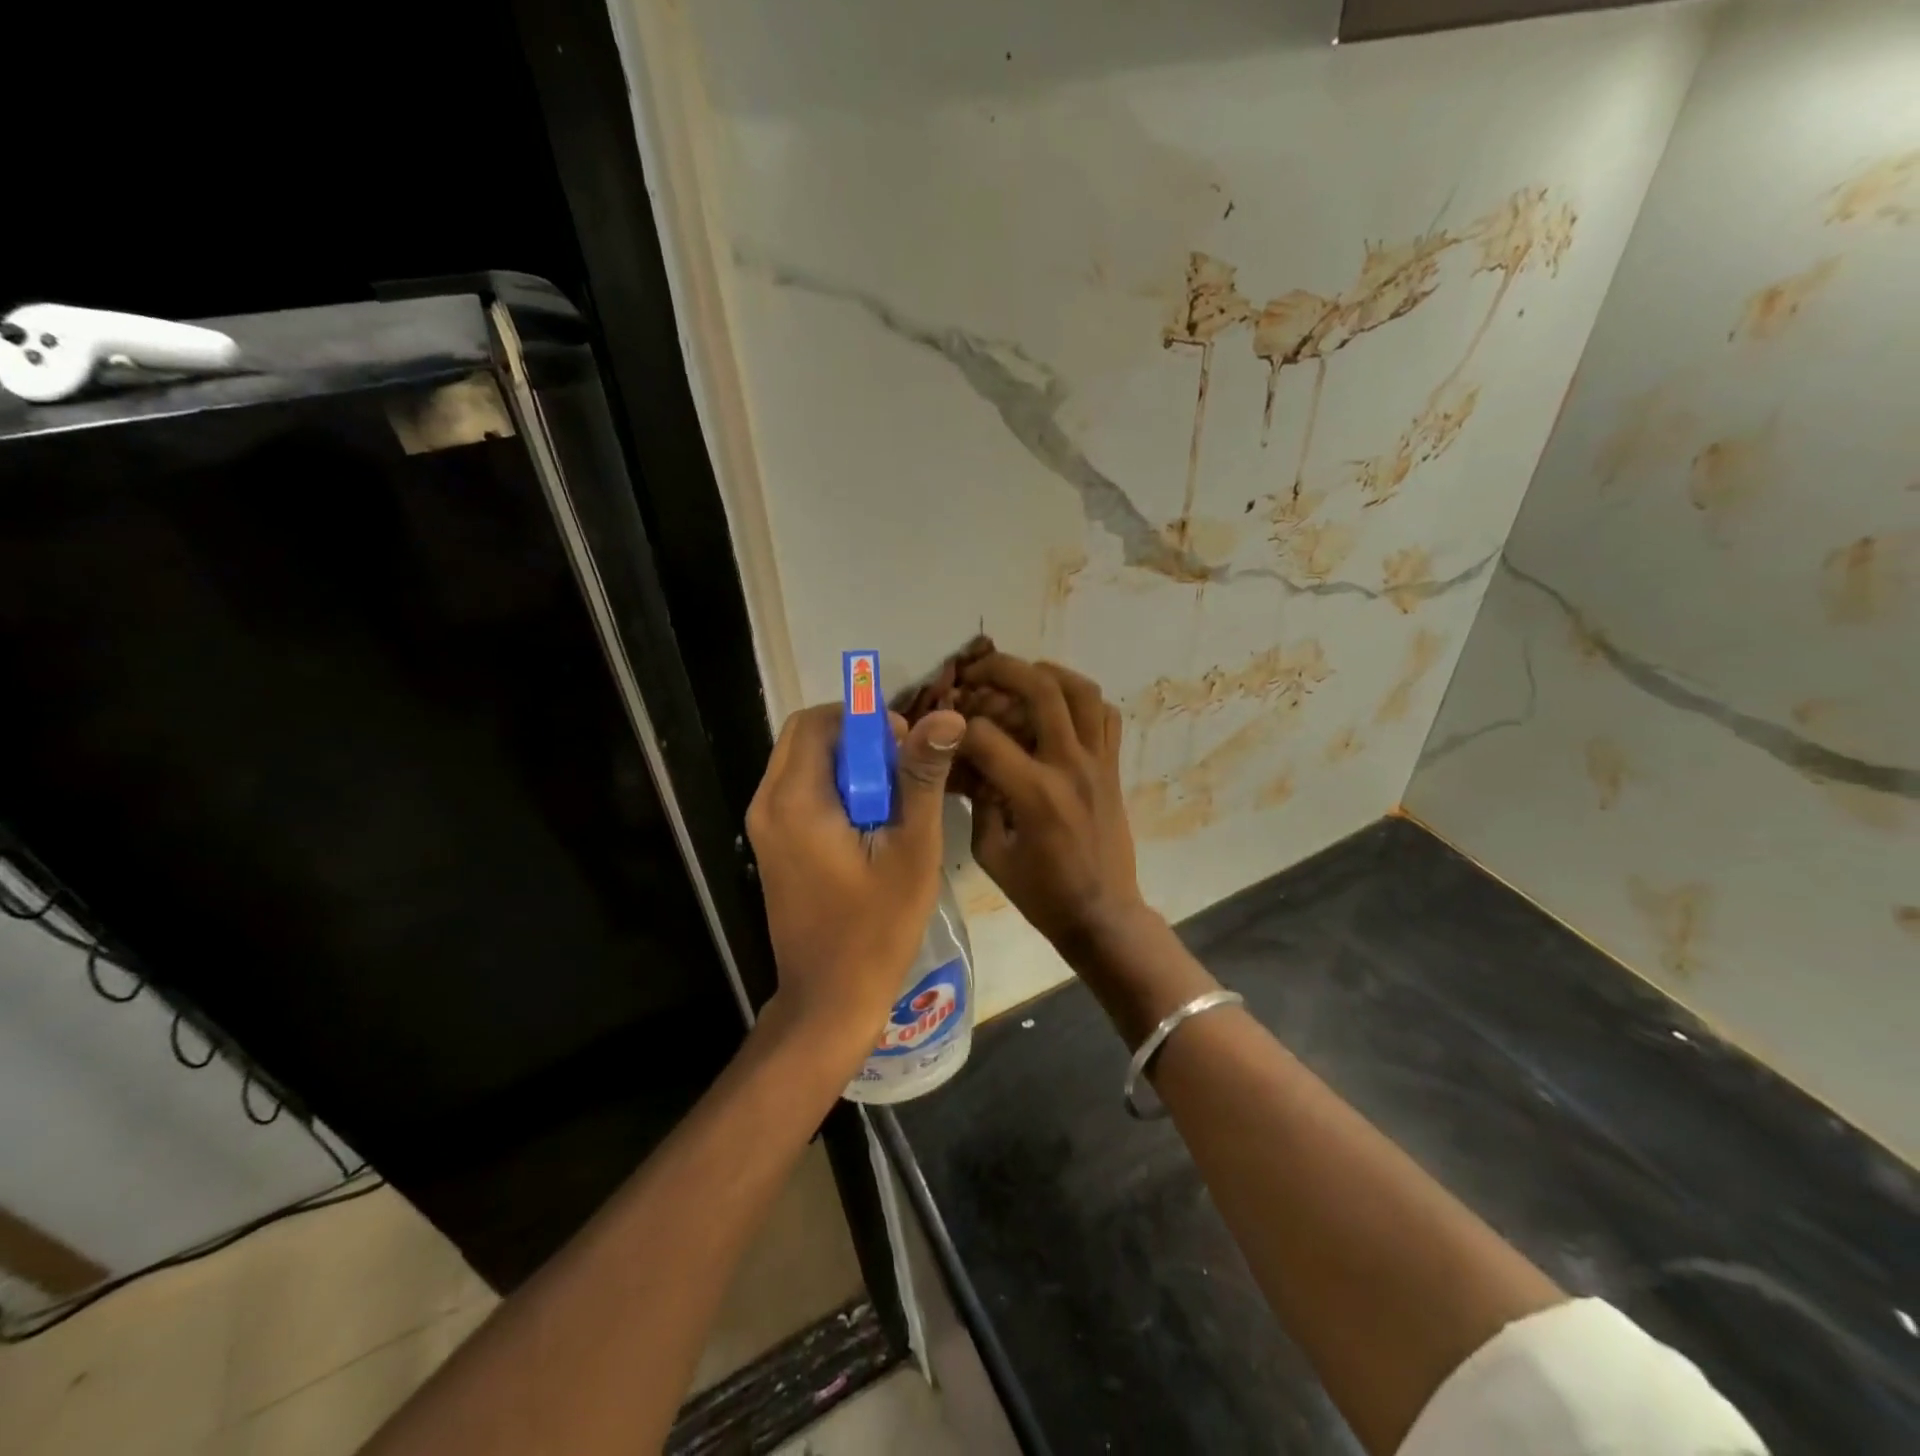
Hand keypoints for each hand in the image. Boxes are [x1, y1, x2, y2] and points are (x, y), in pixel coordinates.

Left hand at [745, 703, 965, 1058]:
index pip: (820, 721)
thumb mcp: (911, 848)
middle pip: (807, 736)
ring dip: (848, 764)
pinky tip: (868, 822)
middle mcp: (767, 803)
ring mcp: (764, 826)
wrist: (830, 998)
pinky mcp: (772, 844)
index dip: (865, 720)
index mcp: (795, 800)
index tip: (905, 746)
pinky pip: (800, 791)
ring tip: (892, 799)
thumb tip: (946, 715)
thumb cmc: (876, 927)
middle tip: (902, 771)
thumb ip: (922, 776)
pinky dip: (834, 788)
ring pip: (803, 762)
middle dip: (857, 739)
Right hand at [955, 653, 1147, 956]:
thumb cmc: (1042, 893)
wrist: (1103, 914)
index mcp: (1035, 793)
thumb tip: (966, 764)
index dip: (956, 726)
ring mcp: (1098, 762)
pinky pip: (1106, 716)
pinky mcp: (1113, 767)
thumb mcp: (991, 853)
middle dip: (1002, 669)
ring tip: (1022, 676)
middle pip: (1041, 690)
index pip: (986, 735)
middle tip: (977, 670)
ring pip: (1082, 691)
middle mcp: (1070, 766)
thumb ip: (977, 801)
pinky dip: (1082, 700)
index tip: (943, 728)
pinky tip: (1059, 707)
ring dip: (1048, 673)